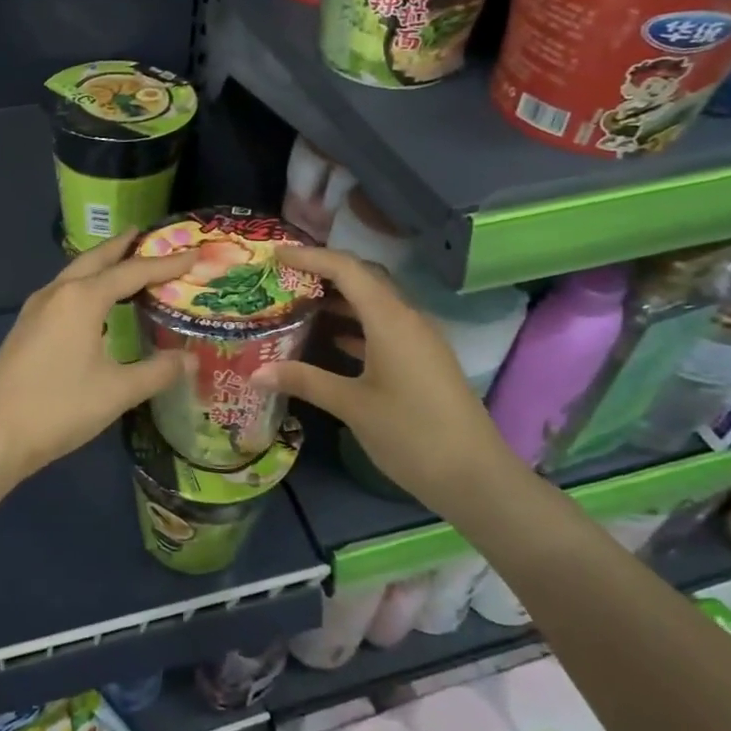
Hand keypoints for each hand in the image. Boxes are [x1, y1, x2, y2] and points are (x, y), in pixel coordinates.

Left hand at [0, 231, 196, 489]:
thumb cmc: (59, 407)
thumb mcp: (117, 391)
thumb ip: (157, 372)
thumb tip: (190, 359)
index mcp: (82, 298)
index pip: (132, 271)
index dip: (165, 264)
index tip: (192, 255)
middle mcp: (57, 292)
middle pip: (96, 259)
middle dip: (123, 246)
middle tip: (147, 235)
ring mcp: (36, 309)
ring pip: (74, 274)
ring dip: (100, 265)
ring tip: (123, 264)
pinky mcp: (25, 327)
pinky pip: (63, 292)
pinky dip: (85, 285)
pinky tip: (92, 305)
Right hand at [249, 245, 516, 510]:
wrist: (475, 476)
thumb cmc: (411, 434)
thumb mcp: (352, 406)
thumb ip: (305, 381)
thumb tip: (256, 372)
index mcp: (390, 319)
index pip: (346, 269)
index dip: (310, 256)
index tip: (275, 254)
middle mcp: (407, 318)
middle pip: (363, 279)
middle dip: (323, 272)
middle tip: (283, 277)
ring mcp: (419, 339)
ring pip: (374, 303)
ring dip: (339, 299)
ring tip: (298, 303)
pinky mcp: (423, 359)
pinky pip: (383, 326)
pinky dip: (354, 324)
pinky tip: (329, 339)